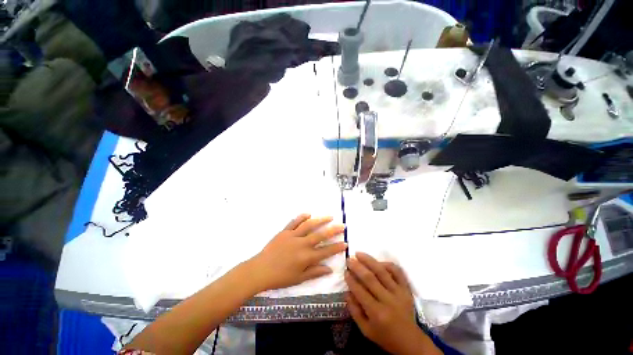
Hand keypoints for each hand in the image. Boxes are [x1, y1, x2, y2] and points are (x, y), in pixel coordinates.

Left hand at [249, 214, 346, 291]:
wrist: (260, 270)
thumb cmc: (280, 277)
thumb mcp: (299, 279)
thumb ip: (315, 272)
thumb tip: (330, 269)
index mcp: (306, 257)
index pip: (326, 251)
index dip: (337, 247)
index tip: (346, 242)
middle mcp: (302, 244)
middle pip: (320, 235)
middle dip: (333, 230)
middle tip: (342, 225)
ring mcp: (293, 236)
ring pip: (309, 225)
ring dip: (320, 220)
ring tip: (329, 216)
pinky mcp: (285, 231)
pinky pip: (294, 222)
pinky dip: (302, 217)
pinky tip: (309, 213)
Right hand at [345, 253, 440, 354]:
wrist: (410, 341)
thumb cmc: (385, 336)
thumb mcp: (366, 330)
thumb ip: (354, 311)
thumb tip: (346, 292)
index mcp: (377, 313)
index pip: (360, 291)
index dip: (351, 280)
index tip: (345, 271)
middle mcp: (388, 301)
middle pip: (370, 278)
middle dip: (357, 267)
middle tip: (349, 260)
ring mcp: (399, 293)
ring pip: (382, 271)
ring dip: (369, 260)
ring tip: (359, 254)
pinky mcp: (407, 289)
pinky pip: (397, 272)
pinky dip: (387, 264)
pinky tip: (378, 262)